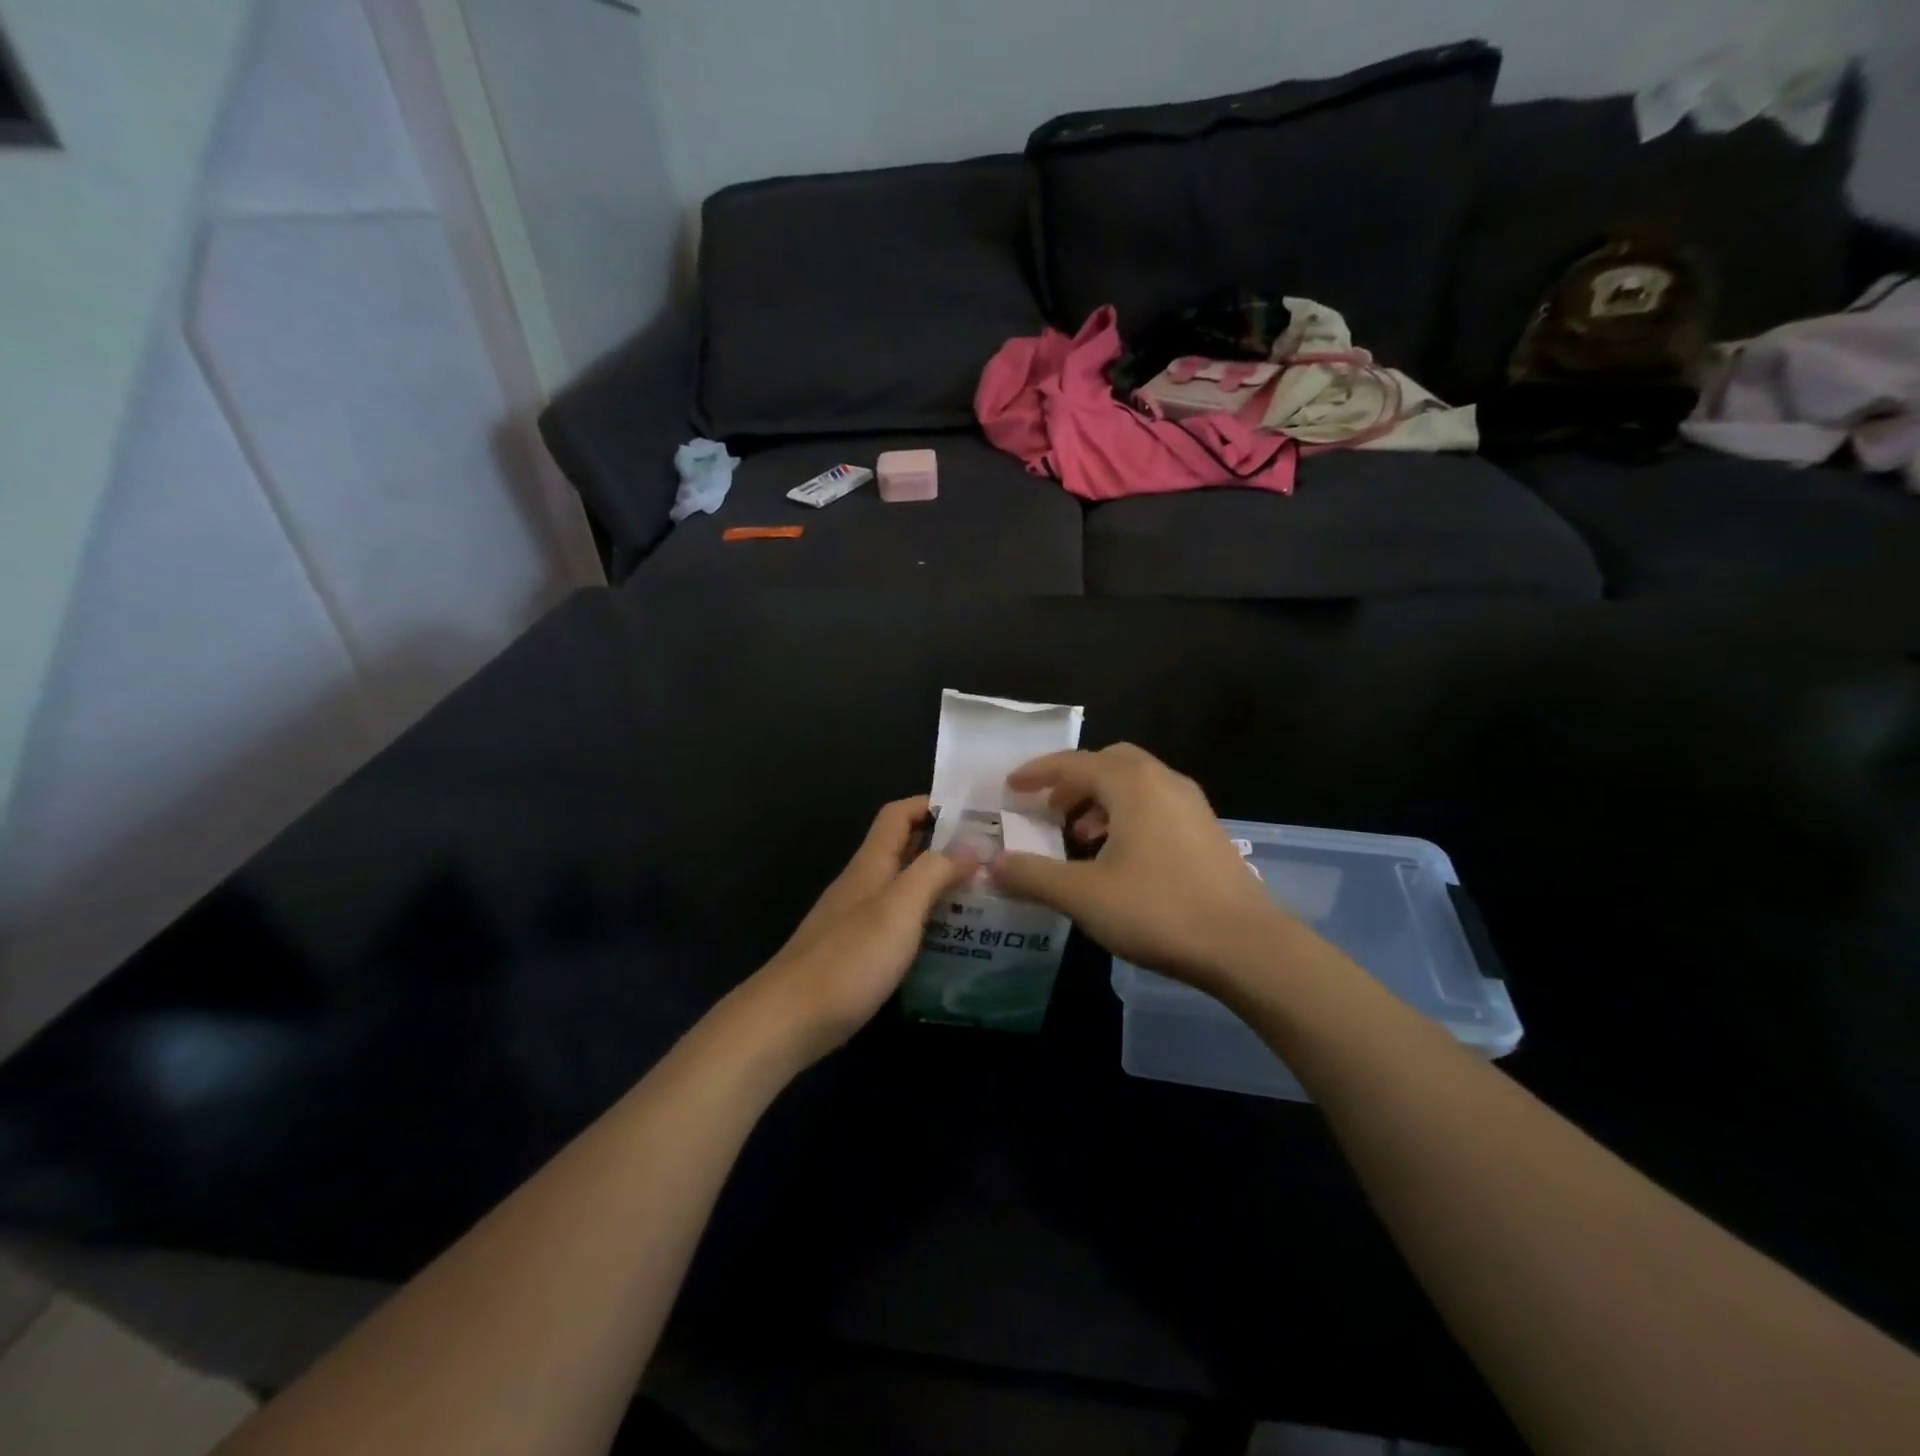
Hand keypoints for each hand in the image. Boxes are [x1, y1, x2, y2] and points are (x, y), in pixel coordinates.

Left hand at [748, 796, 976, 1065]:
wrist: (788, 1021)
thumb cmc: (848, 959)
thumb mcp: (898, 909)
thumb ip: (934, 872)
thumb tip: (972, 845)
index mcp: (870, 864)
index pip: (898, 814)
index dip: (932, 804)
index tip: (975, 814)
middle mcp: (863, 884)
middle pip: (905, 849)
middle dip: (946, 846)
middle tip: (993, 858)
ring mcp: (858, 920)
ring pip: (905, 887)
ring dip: (940, 885)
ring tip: (984, 897)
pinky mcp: (858, 953)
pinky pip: (900, 922)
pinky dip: (927, 920)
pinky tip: (952, 940)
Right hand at [989, 745, 1304, 996]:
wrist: (1246, 945)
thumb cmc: (1159, 910)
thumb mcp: (1083, 896)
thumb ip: (1032, 876)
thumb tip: (991, 865)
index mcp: (1132, 784)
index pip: (1074, 762)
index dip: (1038, 772)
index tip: (1011, 786)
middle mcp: (1163, 781)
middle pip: (1108, 763)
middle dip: (1073, 781)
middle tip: (1049, 809)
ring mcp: (1191, 804)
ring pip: (1135, 783)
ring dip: (1100, 799)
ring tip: (1080, 836)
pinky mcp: (1206, 830)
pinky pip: (1155, 804)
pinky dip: (1127, 815)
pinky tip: (1119, 856)